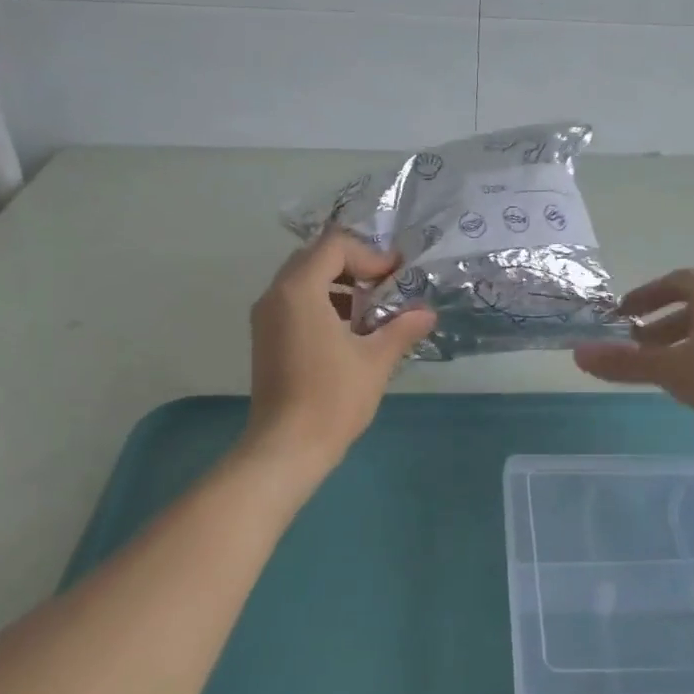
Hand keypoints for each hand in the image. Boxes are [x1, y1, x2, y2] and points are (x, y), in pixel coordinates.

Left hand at [246, 229, 434, 469]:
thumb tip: (427, 313)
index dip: (370, 255)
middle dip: (354, 266)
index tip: (396, 277)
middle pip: (316, 257)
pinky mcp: (265, 338)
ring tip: (370, 311)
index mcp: (299, 290)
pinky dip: (322, 303)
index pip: (334, 246)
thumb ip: (402, 328)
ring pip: (303, 280)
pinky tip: (349, 332)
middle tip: (385, 287)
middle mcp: (275, 295)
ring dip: (338, 285)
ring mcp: (266, 317)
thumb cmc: (333, 398)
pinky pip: (294, 302)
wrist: (287, 447)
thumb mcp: (376, 359)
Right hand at [573, 269, 693, 446]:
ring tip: (663, 370)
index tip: (622, 314)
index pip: (674, 281)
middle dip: (661, 326)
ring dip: (684, 344)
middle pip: (693, 306)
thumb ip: (627, 364)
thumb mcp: (675, 370)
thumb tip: (578, 354)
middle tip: (636, 346)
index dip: (645, 295)